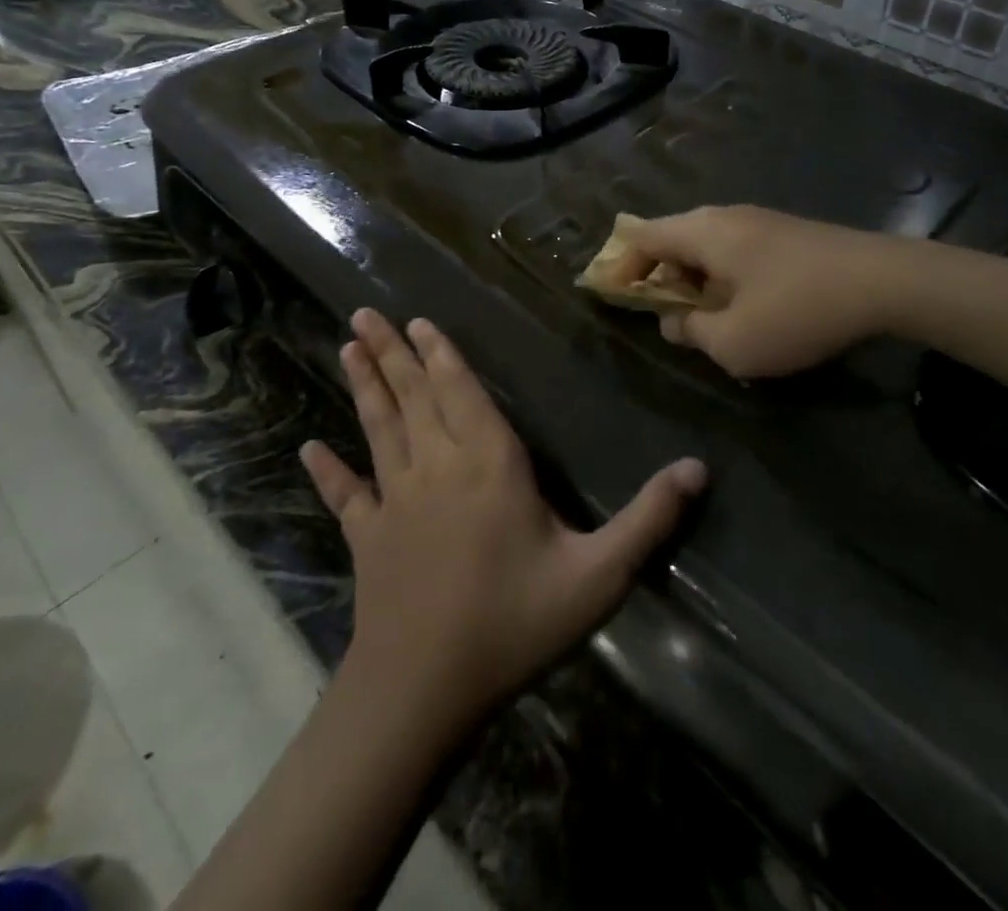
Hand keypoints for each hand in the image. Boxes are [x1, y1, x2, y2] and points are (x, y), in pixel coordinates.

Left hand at [301, 310, 707, 733]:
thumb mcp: (597, 576)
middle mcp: (436, 467)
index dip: (440, 354)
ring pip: (378, 429)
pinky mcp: (367, 539)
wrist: (425, 692)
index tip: (416, 321)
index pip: (461, 392)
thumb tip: (699, 468)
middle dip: (391, 353)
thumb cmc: (514, 624)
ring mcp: (394, 502)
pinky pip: (345, 495)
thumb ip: (647, 520)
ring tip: (346, 348)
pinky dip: (328, 471)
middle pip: (412, 397)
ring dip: (364, 387)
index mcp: (488, 464)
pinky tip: (308, 449)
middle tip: (363, 315)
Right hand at [618, 206, 904, 378]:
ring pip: (705, 245)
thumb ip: (691, 331)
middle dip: (658, 275)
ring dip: (693, 279)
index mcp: (702, 232)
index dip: (621, 265)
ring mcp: (758, 221)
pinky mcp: (785, 233)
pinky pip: (734, 250)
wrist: (884, 282)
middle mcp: (724, 216)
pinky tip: (742, 306)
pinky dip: (722, 276)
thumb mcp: (733, 341)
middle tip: (661, 314)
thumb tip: (673, 320)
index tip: (613, 296)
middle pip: (672, 238)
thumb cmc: (797, 311)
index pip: (641, 236)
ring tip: (701, 317)